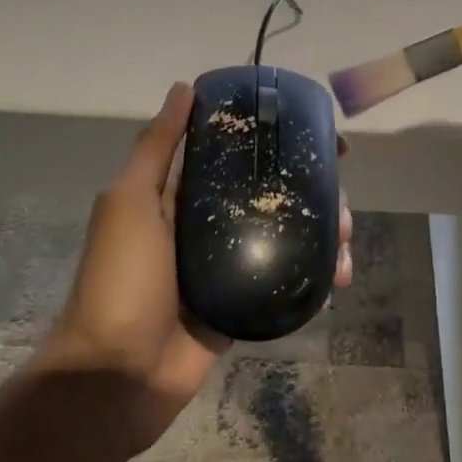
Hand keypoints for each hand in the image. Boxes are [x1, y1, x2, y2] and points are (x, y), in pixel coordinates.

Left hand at [37, 81, 353, 455]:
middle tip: (341, 205)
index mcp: (181, 197)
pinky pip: (285, 284)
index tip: (322, 140)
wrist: (117, 374)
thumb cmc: (122, 279)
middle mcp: (208, 226)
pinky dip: (313, 280)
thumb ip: (157, 147)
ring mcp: (228, 268)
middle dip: (313, 196)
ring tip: (343, 248)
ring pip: (286, 239)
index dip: (279, 144)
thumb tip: (184, 88)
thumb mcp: (131, 202)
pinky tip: (335, 281)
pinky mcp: (242, 306)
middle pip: (271, 198)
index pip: (238, 157)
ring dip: (322, 237)